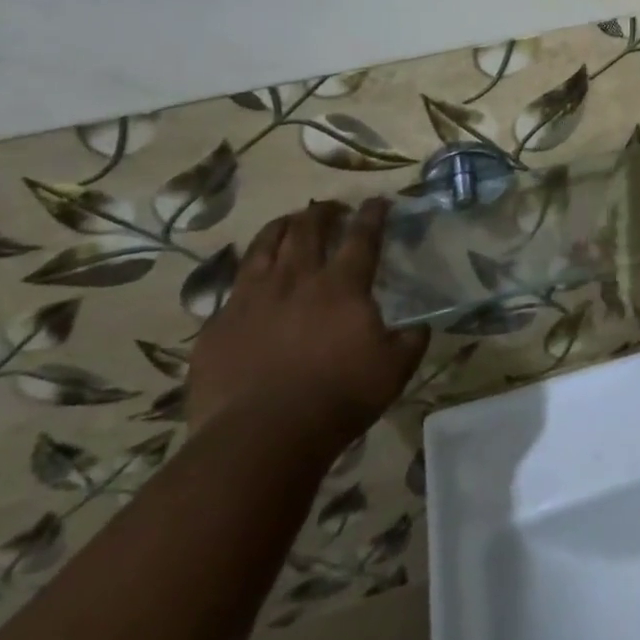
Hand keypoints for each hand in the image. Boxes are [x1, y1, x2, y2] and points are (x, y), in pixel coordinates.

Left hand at [188, 199, 428, 453]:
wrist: (260, 438)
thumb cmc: (337, 398)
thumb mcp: (394, 371)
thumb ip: (410, 341)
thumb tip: (420, 326)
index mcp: (342, 286)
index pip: (362, 237)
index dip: (372, 215)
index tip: (378, 201)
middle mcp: (296, 280)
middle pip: (308, 229)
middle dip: (322, 212)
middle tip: (331, 207)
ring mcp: (251, 299)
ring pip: (264, 246)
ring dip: (281, 227)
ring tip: (289, 222)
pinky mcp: (218, 326)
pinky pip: (232, 287)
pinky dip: (247, 273)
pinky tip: (250, 280)